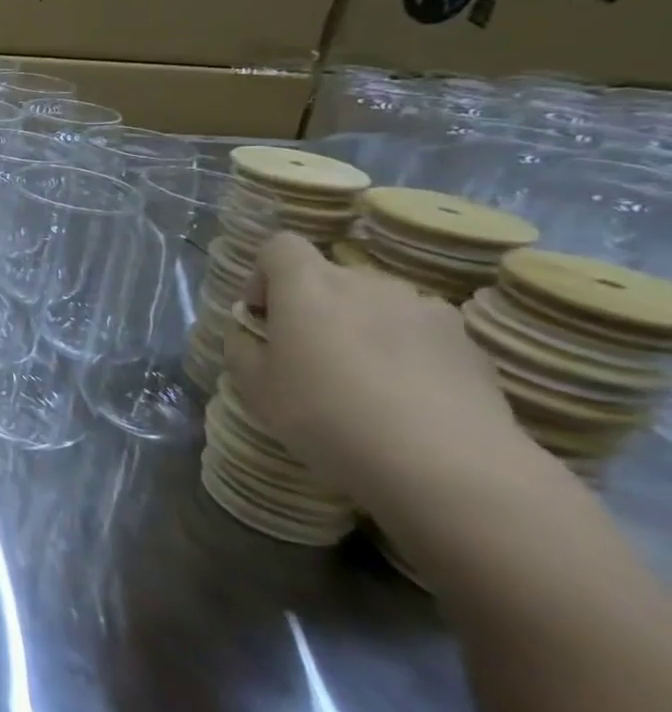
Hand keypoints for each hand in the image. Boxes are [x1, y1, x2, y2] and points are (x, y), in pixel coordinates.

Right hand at [224, 231, 527, 510]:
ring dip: (362, 328)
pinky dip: (407, 353)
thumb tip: (250, 332)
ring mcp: (424, 309)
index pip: (281, 246)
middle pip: (331, 277)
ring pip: (377, 305)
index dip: (265, 275)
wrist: (445, 465)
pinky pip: (420, 334)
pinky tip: (407, 398)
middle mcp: (366, 282)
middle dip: (315, 307)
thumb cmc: (326, 415)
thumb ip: (243, 347)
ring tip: (364, 381)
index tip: (264, 316)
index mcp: (307, 285)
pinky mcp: (468, 343)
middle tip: (309, 357)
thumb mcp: (255, 387)